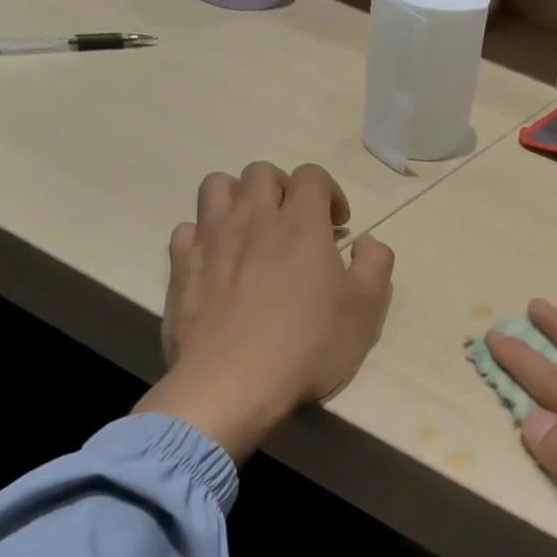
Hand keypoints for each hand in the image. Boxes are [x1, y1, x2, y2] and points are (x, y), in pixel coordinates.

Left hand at [135, 162, 393, 461]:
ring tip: (254, 231)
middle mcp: (253, 218)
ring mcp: (211, 240)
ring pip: (218, 186)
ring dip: (240, 199)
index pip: (312, 175)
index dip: (329, 193)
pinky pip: (187, 229)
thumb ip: (376, 264)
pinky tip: (220, 261)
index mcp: (301, 223)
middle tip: (297, 225)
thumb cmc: (308, 346)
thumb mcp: (366, 310)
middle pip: (262, 172)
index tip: (338, 226)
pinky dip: (206, 234)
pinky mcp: (181, 267)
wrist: (233, 384)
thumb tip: (367, 242)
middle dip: (284, 189)